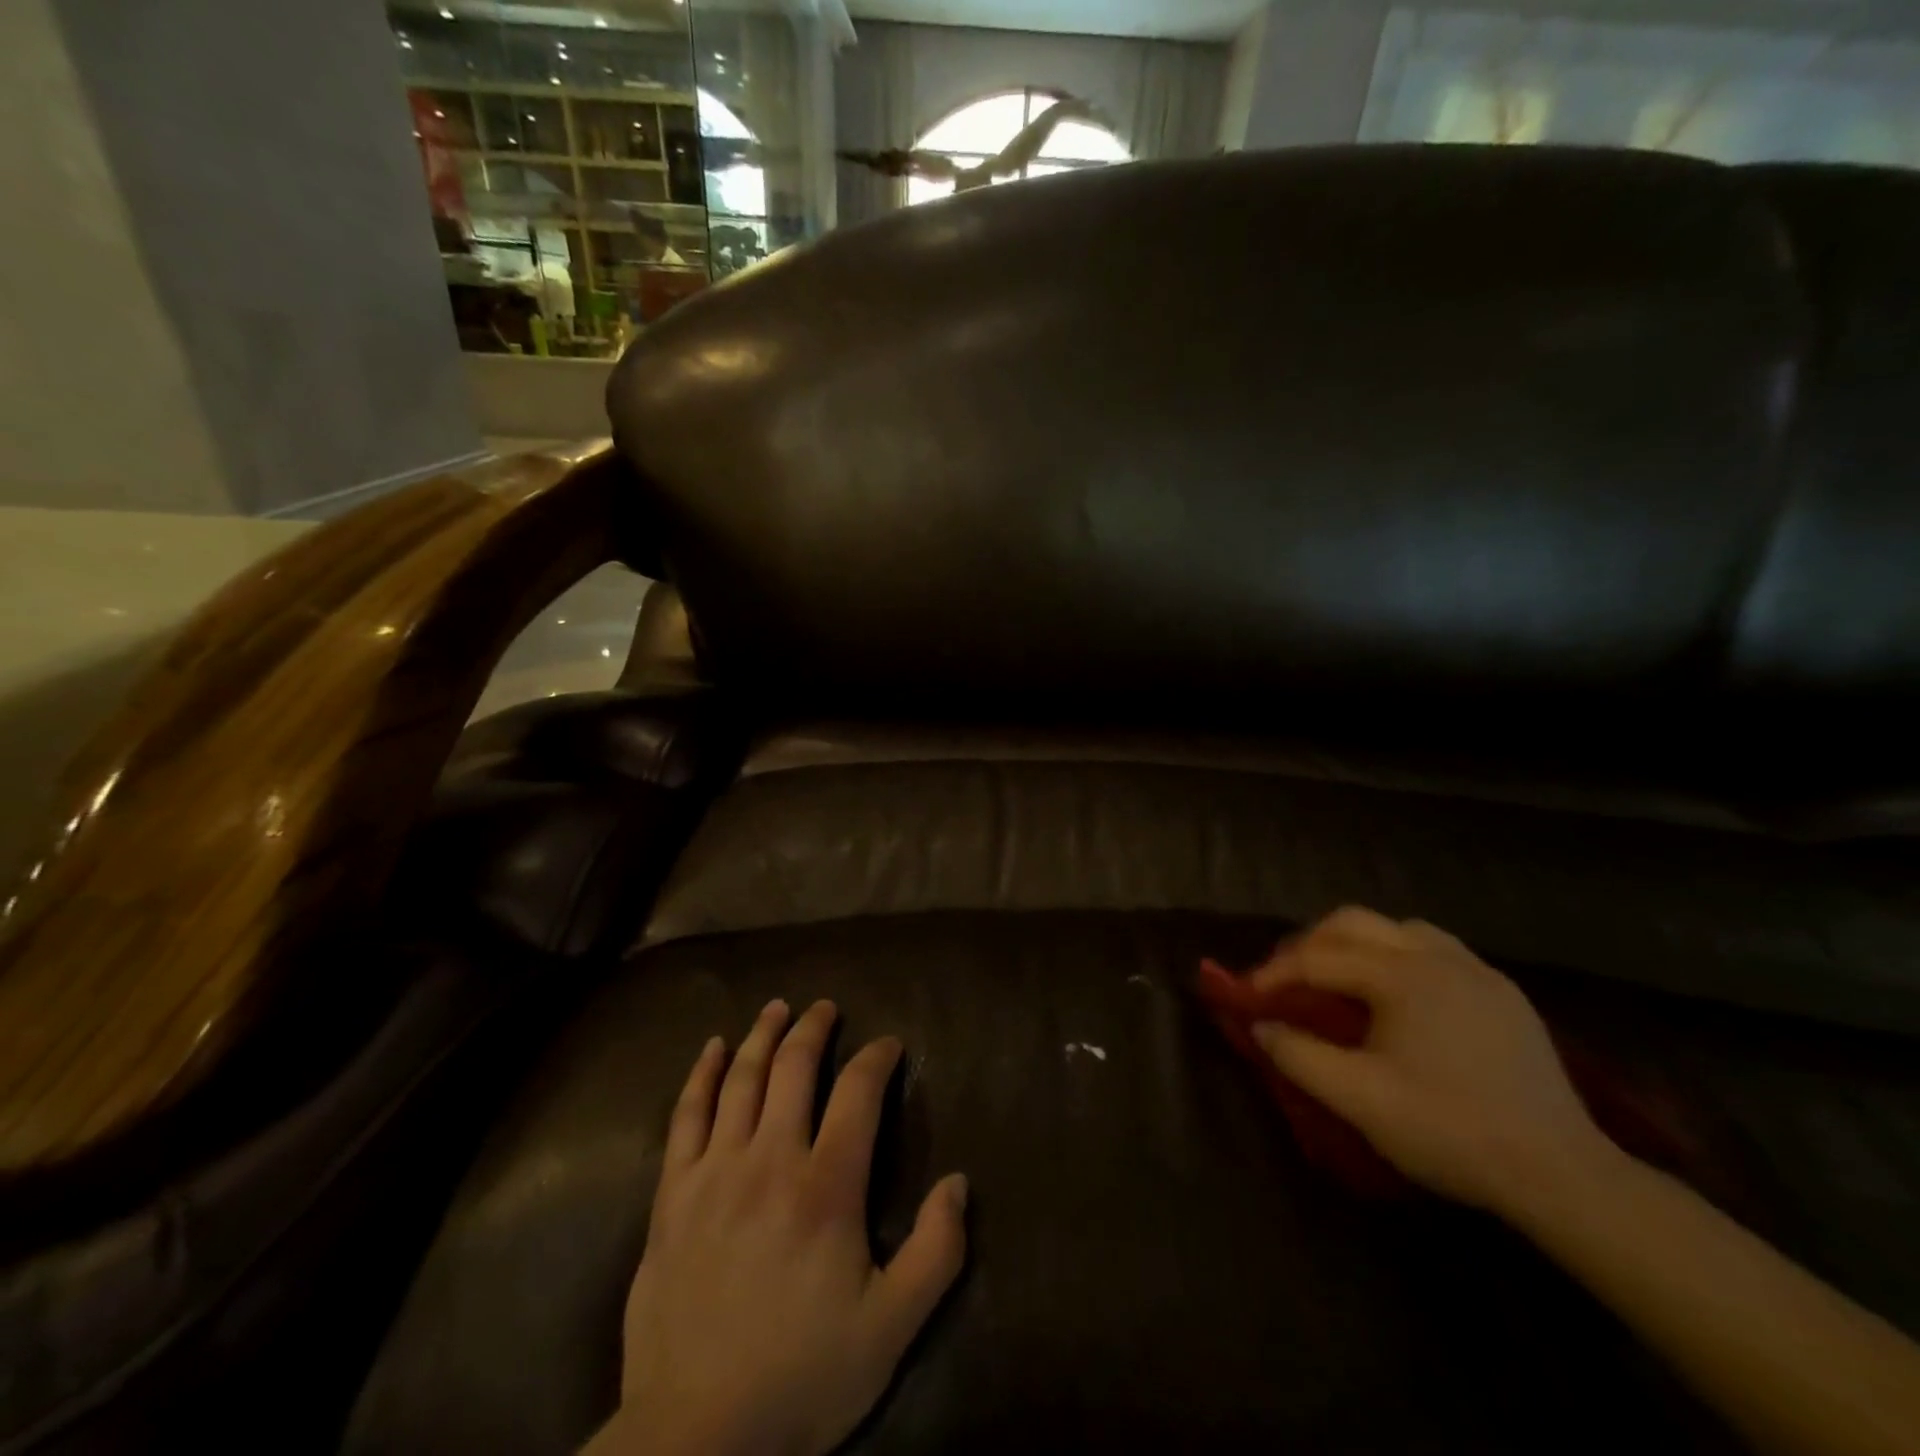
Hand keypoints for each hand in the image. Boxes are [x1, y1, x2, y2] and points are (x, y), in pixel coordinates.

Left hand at [591, 999, 968, 1455]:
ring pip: (740, 1079)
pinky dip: (700, 1075)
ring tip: (778, 1008)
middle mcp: (770, 1160)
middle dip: (815, 1030)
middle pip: (794, 1069)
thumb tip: (958, 1182)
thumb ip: (936, 1253)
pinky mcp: (673, 1194)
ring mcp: (714, 1172)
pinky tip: (711, 1049)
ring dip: (761, 1035)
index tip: (889, 1044)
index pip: (858, 1093)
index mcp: (826, 1187)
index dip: (877, 1058)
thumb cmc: (800, 1377)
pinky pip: (685, 1116)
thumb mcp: (891, 1328)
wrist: (693, 1437)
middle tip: (827, 1008)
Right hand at [1249, 907, 1610, 1215]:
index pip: (1318, 958)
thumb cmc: (1450, 1131)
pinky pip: (1437, 950)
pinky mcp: (1503, 993)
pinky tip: (1400, 997)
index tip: (1248, 997)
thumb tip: (1260, 1026)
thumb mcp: (1359, 1099)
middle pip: (1354, 922)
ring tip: (1340, 980)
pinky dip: (1400, 957)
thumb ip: (1299, 1055)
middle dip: (1310, 944)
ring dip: (1357, 944)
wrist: (1562, 1174)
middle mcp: (1437, 956)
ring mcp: (1476, 971)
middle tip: (1288, 980)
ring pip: (1398, 928)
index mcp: (1400, 976)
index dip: (1274, 974)